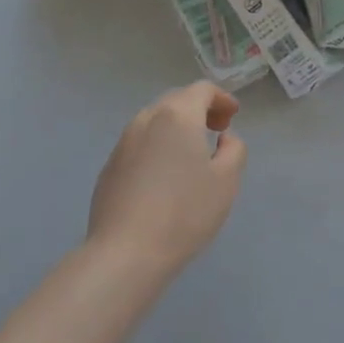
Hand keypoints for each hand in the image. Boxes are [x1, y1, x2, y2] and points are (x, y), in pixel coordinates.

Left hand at [88, 82, 246, 275]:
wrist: (126, 252)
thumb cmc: (185, 212)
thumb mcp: (226, 181)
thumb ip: (234, 149)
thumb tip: (223, 138)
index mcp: (177, 116)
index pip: (201, 90)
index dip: (221, 98)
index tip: (232, 116)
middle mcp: (146, 119)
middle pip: (176, 101)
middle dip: (199, 110)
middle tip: (217, 131)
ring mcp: (123, 142)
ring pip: (155, 121)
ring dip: (176, 127)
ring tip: (191, 152)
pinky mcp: (110, 166)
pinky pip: (139, 143)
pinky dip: (157, 145)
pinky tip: (164, 175)